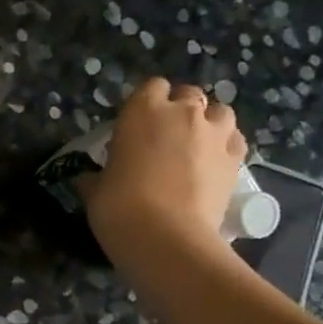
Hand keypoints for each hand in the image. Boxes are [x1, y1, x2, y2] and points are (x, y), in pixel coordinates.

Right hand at [80, 78, 246, 262]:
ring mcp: (214, 134)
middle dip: (180, 108)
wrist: (165, 237)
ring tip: (196, 143)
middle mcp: (183, 113)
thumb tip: (86, 180)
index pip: (152, 87)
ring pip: (220, 111)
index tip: (136, 122)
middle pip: (189, 94)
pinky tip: (213, 162)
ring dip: (208, 122)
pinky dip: (226, 145)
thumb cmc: (118, 206)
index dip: (146, 102)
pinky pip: (235, 140)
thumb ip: (95, 177)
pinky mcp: (236, 159)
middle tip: (165, 134)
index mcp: (142, 112)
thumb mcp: (95, 190)